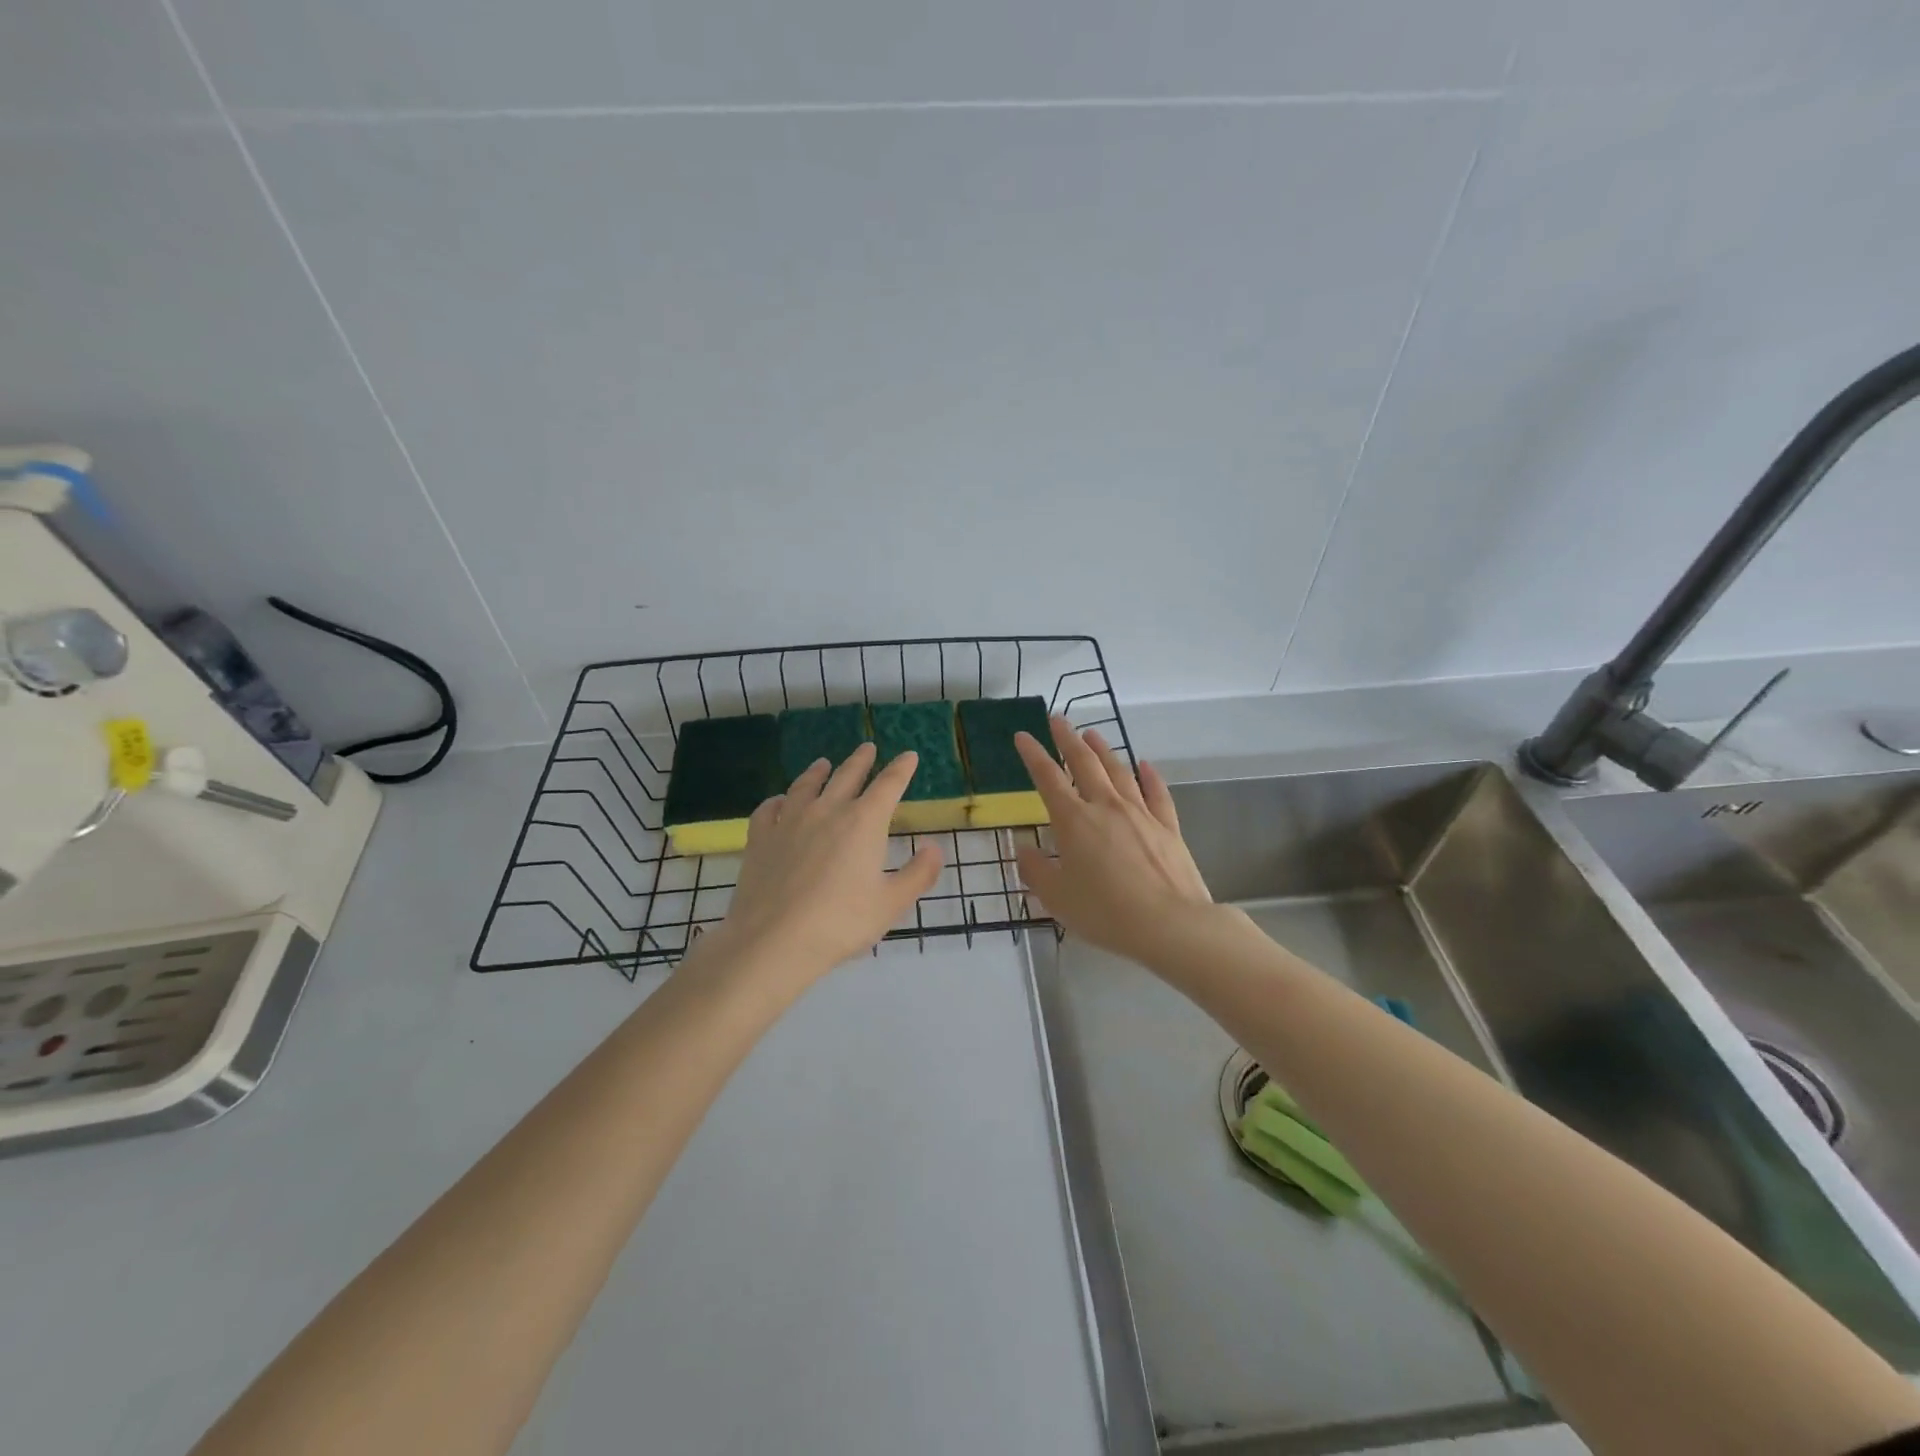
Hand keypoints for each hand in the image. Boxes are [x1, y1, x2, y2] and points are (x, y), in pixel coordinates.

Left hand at [711, 742, 942, 983]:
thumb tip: (934, 847)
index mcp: (864, 822)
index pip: (888, 785)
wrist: (774, 940)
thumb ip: (917, 874)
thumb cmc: (841, 923)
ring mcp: (789, 822)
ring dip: (818, 772)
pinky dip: (778, 801)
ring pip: (806, 786)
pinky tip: (779, 802)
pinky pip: (769, 809)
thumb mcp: (891, 903)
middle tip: (867, 747)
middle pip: (847, 776)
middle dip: (861, 760)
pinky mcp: (760, 838)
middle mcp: (827, 811)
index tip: (909, 755)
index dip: (901, 769)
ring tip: (823, 763)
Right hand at [1014, 718, 1211, 964]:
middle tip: (1058, 719)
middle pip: (1084, 763)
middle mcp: (1106, 806)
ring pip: (1119, 771)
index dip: (1033, 754)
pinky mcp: (1168, 827)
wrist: (1170, 924)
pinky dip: (1149, 775)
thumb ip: (1035, 870)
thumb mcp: (1056, 897)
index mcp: (1073, 820)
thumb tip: (1023, 849)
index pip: (1048, 778)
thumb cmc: (1105, 912)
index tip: (1022, 735)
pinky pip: (1157, 792)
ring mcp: (1141, 813)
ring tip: (1092, 733)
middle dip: (1068, 739)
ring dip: (1104, 749)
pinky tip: (1145, 764)